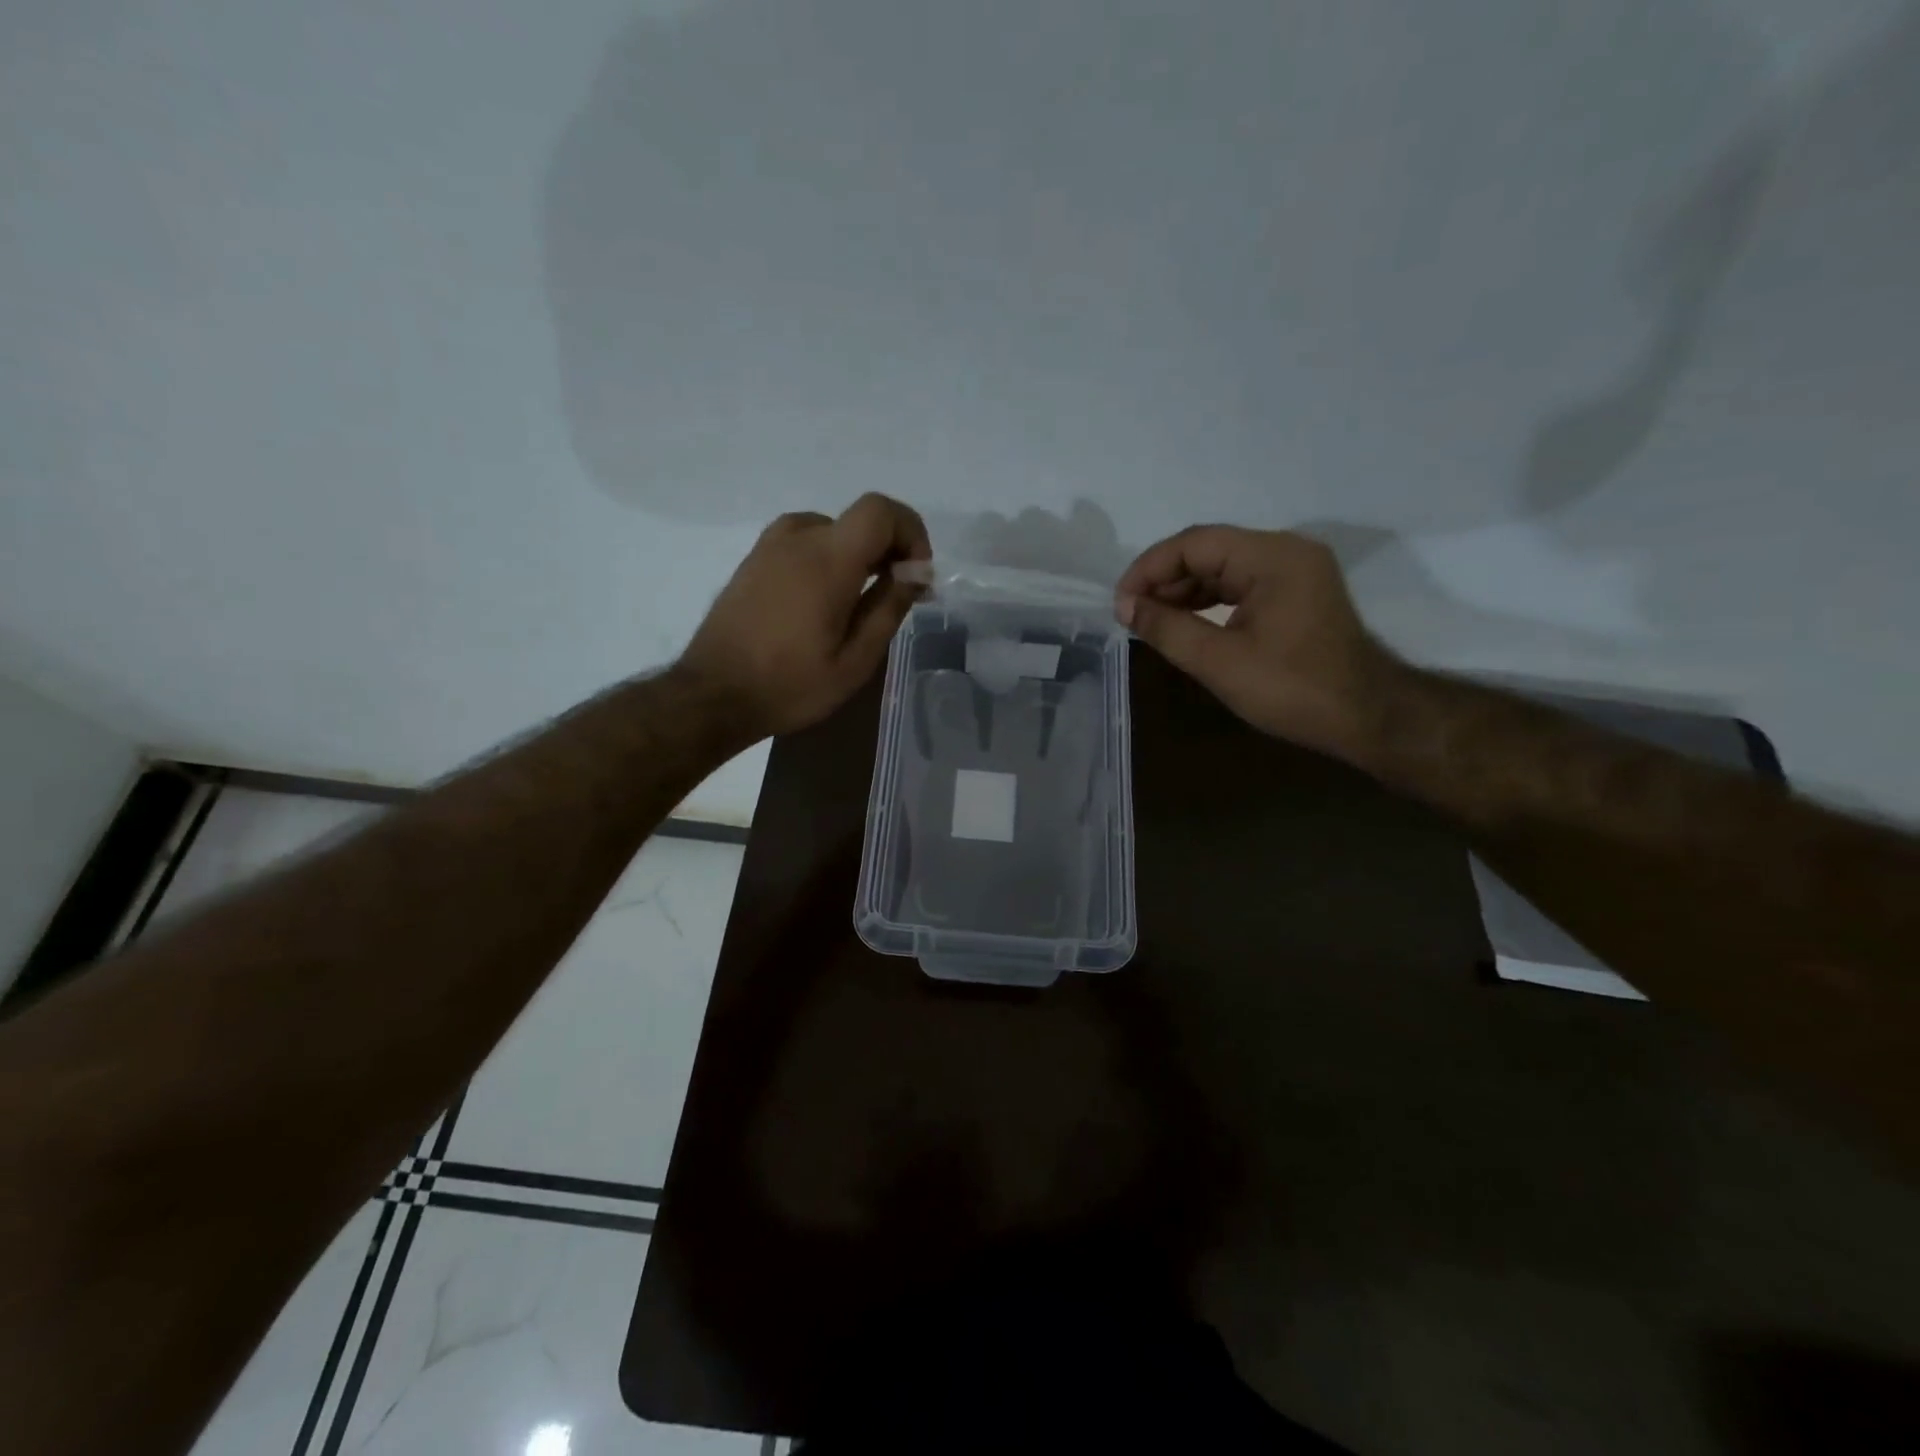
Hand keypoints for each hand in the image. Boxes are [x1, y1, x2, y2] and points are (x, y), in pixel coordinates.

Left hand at [679, 493, 931, 737]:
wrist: (713, 695)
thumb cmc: (791, 684)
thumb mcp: (855, 659)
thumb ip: (889, 606)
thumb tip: (918, 571)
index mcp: (828, 559)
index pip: (881, 510)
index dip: (910, 532)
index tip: (916, 574)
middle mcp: (798, 538)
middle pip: (859, 520)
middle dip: (889, 549)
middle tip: (899, 596)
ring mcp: (770, 547)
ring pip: (832, 529)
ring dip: (857, 554)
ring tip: (861, 601)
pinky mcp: (753, 561)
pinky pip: (804, 542)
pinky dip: (828, 558)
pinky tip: (824, 602)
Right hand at [1116, 526, 1402, 764]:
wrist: (1367, 717)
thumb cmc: (1292, 689)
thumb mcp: (1219, 661)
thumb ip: (1167, 628)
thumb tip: (1125, 607)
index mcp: (1273, 557)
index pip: (1196, 543)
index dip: (1150, 568)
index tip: (1121, 602)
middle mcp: (1286, 551)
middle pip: (1210, 550)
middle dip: (1165, 579)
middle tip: (1131, 613)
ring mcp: (1295, 571)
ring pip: (1224, 567)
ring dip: (1184, 590)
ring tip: (1150, 619)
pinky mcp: (1296, 593)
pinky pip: (1241, 584)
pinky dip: (1209, 600)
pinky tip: (1184, 622)